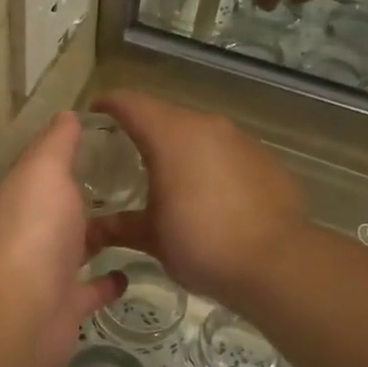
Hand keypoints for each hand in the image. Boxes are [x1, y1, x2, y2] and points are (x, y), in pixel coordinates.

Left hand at [0, 112, 125, 366]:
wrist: (24, 310)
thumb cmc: (35, 229)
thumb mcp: (45, 170)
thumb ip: (57, 143)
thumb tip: (67, 113)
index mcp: (24, 195)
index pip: (46, 168)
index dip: (70, 153)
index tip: (108, 140)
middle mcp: (32, 230)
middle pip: (63, 208)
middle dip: (89, 196)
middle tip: (135, 179)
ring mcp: (48, 271)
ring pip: (78, 247)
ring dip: (102, 236)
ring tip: (143, 220)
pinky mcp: (67, 305)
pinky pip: (92, 289)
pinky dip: (110, 281)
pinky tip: (133, 271)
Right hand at [85, 92, 309, 310]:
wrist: (278, 263)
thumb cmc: (202, 243)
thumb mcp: (152, 238)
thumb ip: (119, 226)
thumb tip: (89, 230)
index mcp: (171, 135)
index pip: (131, 103)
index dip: (108, 105)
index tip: (94, 115)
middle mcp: (206, 126)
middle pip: (166, 115)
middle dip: (144, 130)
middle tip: (125, 154)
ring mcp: (241, 140)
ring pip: (199, 133)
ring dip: (180, 147)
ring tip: (168, 176)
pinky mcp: (266, 159)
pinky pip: (227, 152)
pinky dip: (211, 163)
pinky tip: (209, 194)